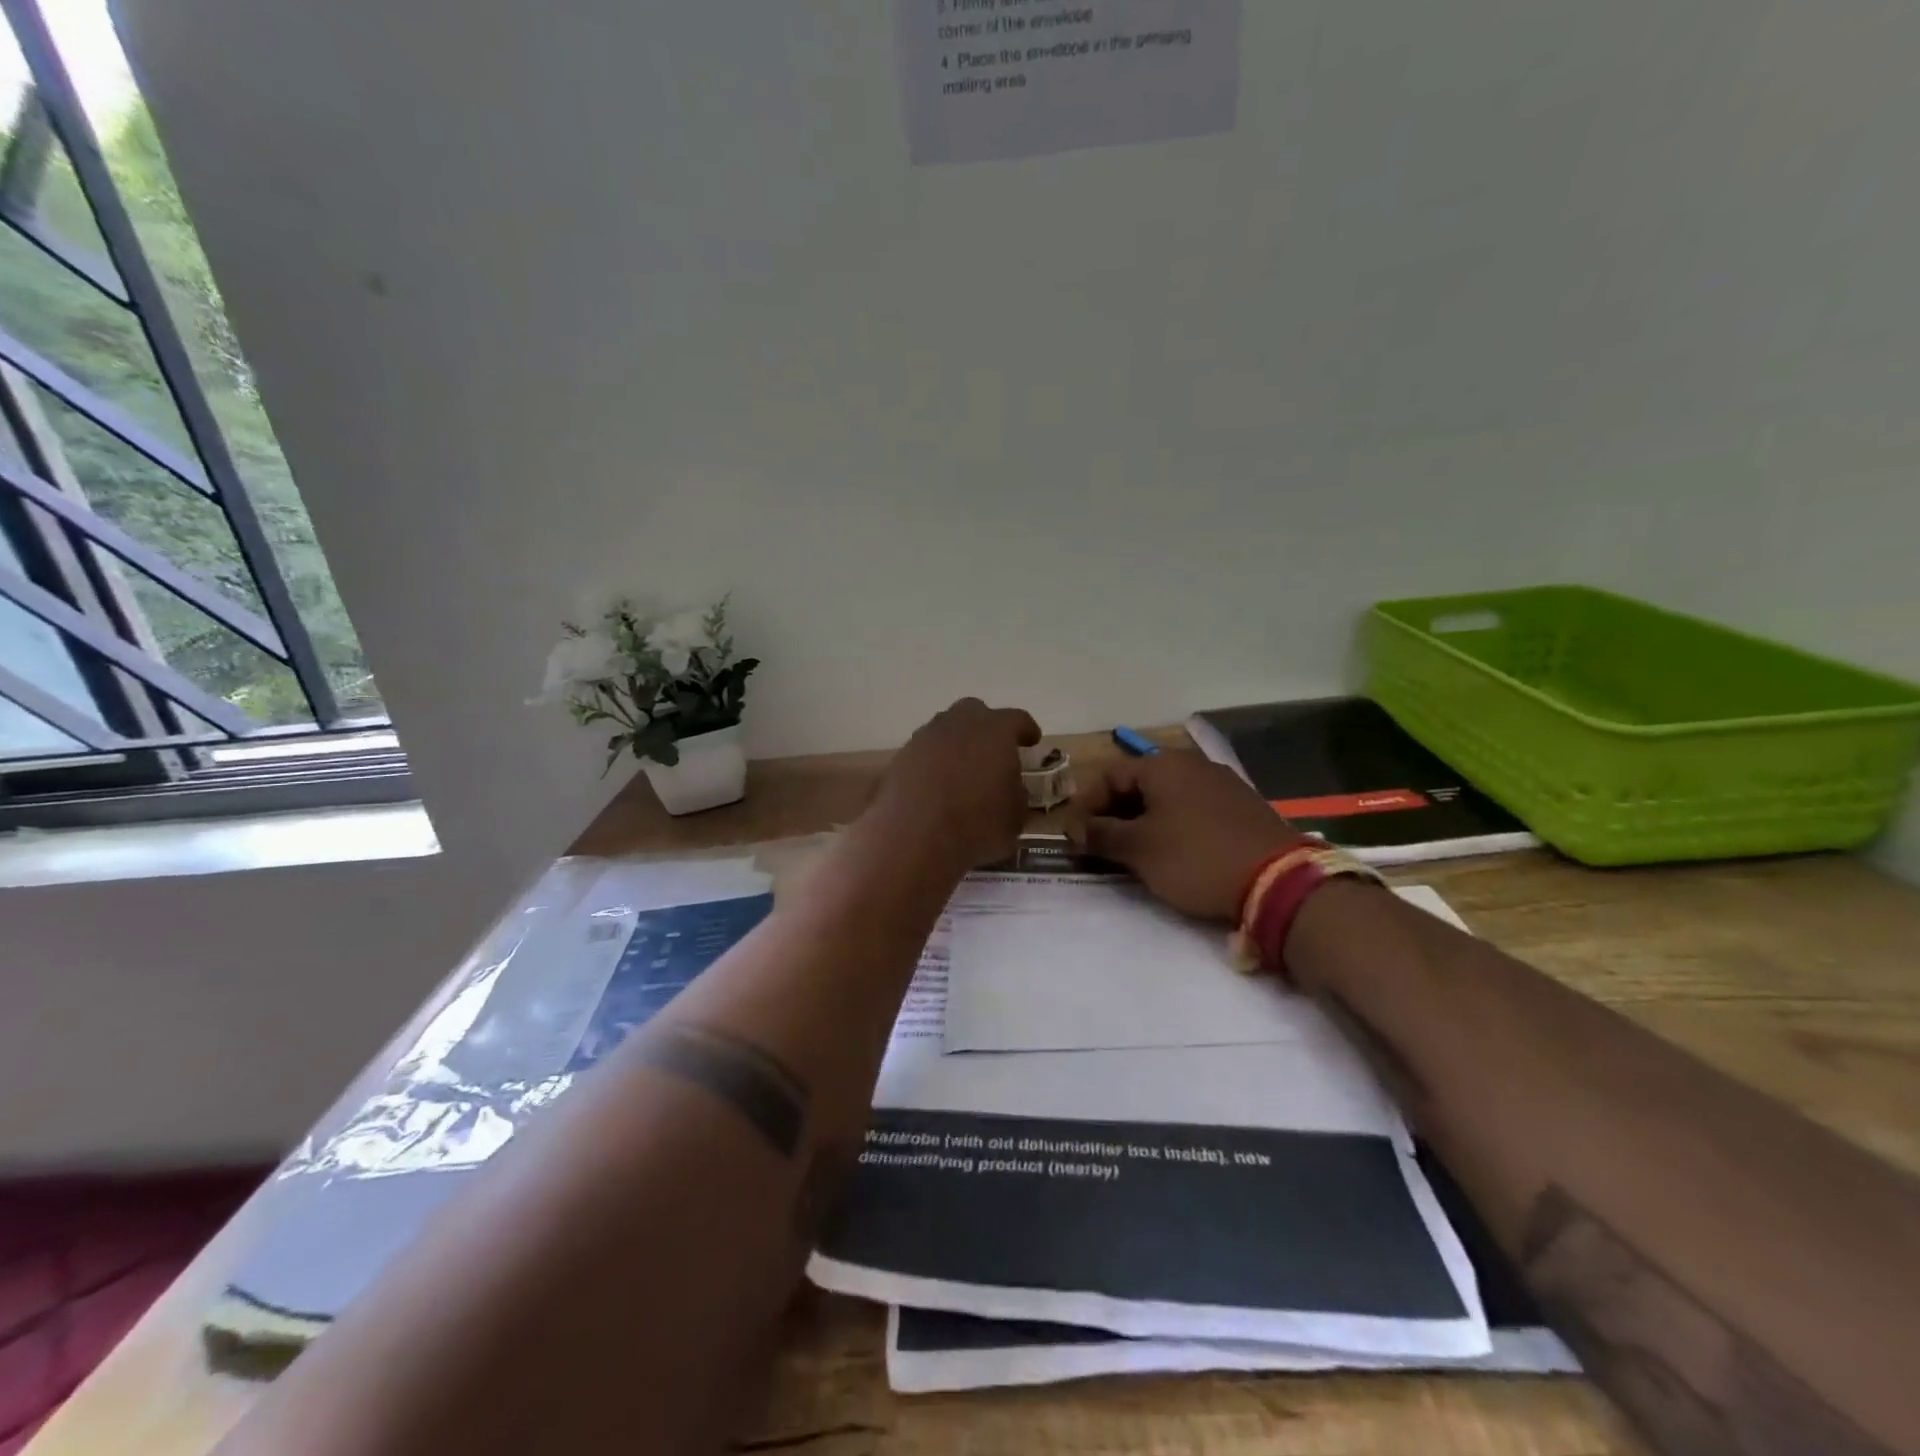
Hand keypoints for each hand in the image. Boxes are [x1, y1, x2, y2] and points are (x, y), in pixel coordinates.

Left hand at [872, 698, 1040, 870]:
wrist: (915, 838)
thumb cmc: (977, 825)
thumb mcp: (1015, 816)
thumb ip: (1015, 792)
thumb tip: (1008, 788)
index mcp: (995, 730)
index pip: (1016, 719)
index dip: (1026, 729)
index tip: (1031, 739)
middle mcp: (958, 724)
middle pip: (974, 712)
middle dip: (985, 727)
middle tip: (993, 750)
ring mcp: (924, 738)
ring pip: (944, 730)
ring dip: (956, 744)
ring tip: (962, 770)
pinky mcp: (899, 758)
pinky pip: (923, 753)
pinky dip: (932, 763)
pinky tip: (936, 785)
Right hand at [1067, 752, 1307, 920]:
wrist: (1277, 881)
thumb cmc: (1195, 858)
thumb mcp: (1139, 849)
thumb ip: (1100, 834)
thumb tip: (1073, 829)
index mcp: (1163, 765)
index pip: (1109, 774)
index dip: (1086, 804)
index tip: (1076, 836)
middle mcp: (1192, 764)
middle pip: (1137, 783)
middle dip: (1113, 813)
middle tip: (1100, 845)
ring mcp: (1221, 784)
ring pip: (1166, 797)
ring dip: (1142, 821)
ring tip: (1132, 852)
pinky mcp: (1241, 807)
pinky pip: (1192, 809)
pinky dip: (1172, 825)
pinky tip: (1172, 852)